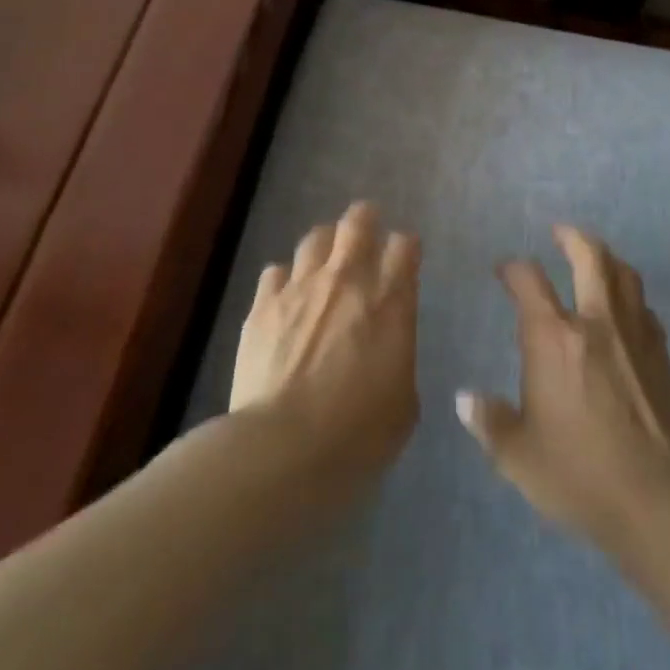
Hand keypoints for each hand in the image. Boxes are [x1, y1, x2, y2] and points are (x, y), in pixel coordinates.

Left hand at [231, 201, 420, 479]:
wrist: (282, 448)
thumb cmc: (357, 435)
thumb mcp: (403, 404)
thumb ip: (398, 359)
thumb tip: (387, 351)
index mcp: (390, 302)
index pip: (405, 245)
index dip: (406, 247)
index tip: (404, 259)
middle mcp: (347, 280)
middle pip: (358, 221)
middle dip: (366, 220)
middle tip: (366, 234)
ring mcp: (300, 287)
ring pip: (315, 238)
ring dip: (325, 245)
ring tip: (324, 262)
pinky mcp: (263, 305)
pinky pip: (275, 271)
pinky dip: (285, 279)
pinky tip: (285, 298)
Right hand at [457, 225, 669, 553]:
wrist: (652, 498)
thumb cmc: (576, 473)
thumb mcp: (518, 454)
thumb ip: (490, 421)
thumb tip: (465, 400)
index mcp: (553, 338)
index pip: (529, 281)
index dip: (513, 268)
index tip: (503, 271)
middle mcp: (595, 323)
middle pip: (589, 257)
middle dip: (571, 238)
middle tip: (560, 233)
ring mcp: (634, 335)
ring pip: (625, 275)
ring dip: (607, 259)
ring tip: (596, 259)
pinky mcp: (660, 355)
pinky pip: (646, 310)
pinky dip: (632, 299)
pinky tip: (626, 311)